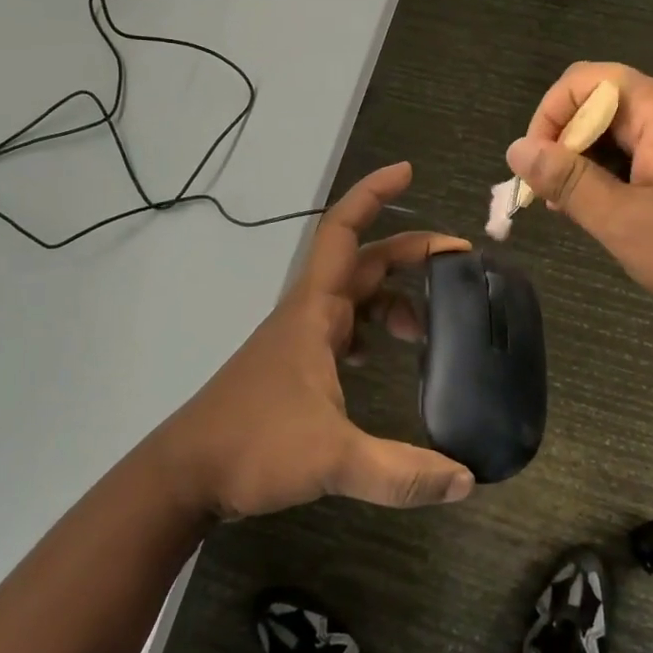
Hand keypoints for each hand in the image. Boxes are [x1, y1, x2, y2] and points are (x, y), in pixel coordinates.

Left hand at [150, 164, 475, 520]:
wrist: (185, 474)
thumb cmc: (253, 446)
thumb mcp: (333, 459)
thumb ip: (401, 472)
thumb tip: (466, 481)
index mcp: (315, 310)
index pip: (344, 231)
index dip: (373, 194)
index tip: (408, 171)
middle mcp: (308, 313)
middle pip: (364, 263)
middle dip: (410, 255)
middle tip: (459, 263)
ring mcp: (299, 339)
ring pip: (355, 298)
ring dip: (393, 300)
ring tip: (426, 333)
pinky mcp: (295, 365)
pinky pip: (343, 328)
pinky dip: (371, 329)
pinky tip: (383, 357)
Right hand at [505, 64, 652, 333]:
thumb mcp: (625, 222)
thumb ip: (567, 182)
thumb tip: (517, 149)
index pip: (583, 82)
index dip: (547, 119)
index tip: (538, 173)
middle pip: (604, 104)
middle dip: (570, 149)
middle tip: (561, 206)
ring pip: (627, 129)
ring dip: (597, 165)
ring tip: (591, 216)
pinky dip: (628, 171)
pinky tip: (628, 212)